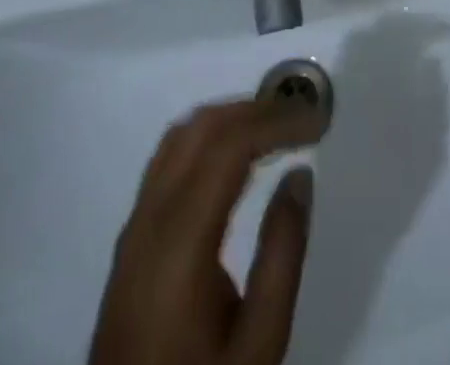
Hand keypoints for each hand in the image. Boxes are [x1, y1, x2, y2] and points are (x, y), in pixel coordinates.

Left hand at [89, 99, 322, 364]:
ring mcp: (134, 226)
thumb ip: (282, 255)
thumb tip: (299, 174)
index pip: (229, 146)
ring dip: (230, 116)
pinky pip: (168, 159)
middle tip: (303, 114)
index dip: (276, 120)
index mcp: (179, 240)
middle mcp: (149, 218)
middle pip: (201, 127)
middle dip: (256, 108)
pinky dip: (207, 137)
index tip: (318, 120)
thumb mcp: (259, 342)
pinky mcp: (131, 239)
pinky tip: (236, 155)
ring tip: (275, 125)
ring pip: (180, 135)